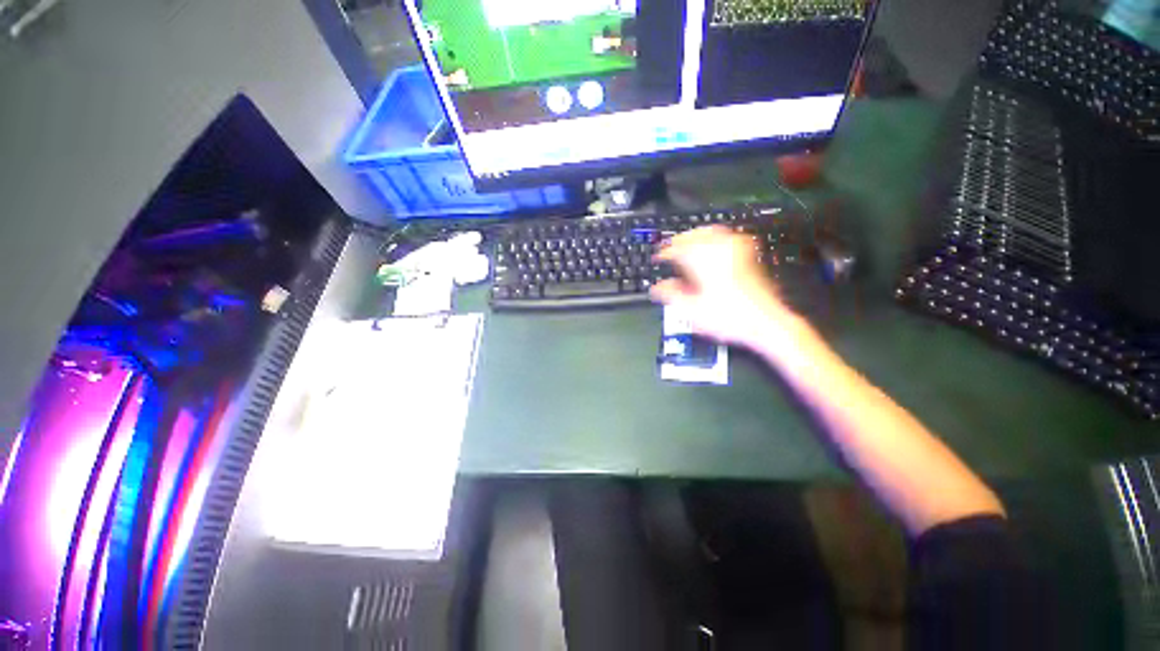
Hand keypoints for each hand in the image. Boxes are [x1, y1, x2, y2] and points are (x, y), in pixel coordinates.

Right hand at [649, 226, 794, 347]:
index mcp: (703, 264)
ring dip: (697, 235)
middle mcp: (720, 253)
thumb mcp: (693, 311)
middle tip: (670, 246)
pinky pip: (729, 236)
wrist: (765, 322)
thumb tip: (658, 287)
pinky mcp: (748, 256)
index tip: (659, 257)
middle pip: (694, 236)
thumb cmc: (730, 317)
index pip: (678, 250)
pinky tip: (715, 241)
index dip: (664, 252)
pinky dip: (717, 236)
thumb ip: (672, 295)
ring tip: (688, 240)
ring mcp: (736, 252)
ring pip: (712, 232)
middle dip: (680, 240)